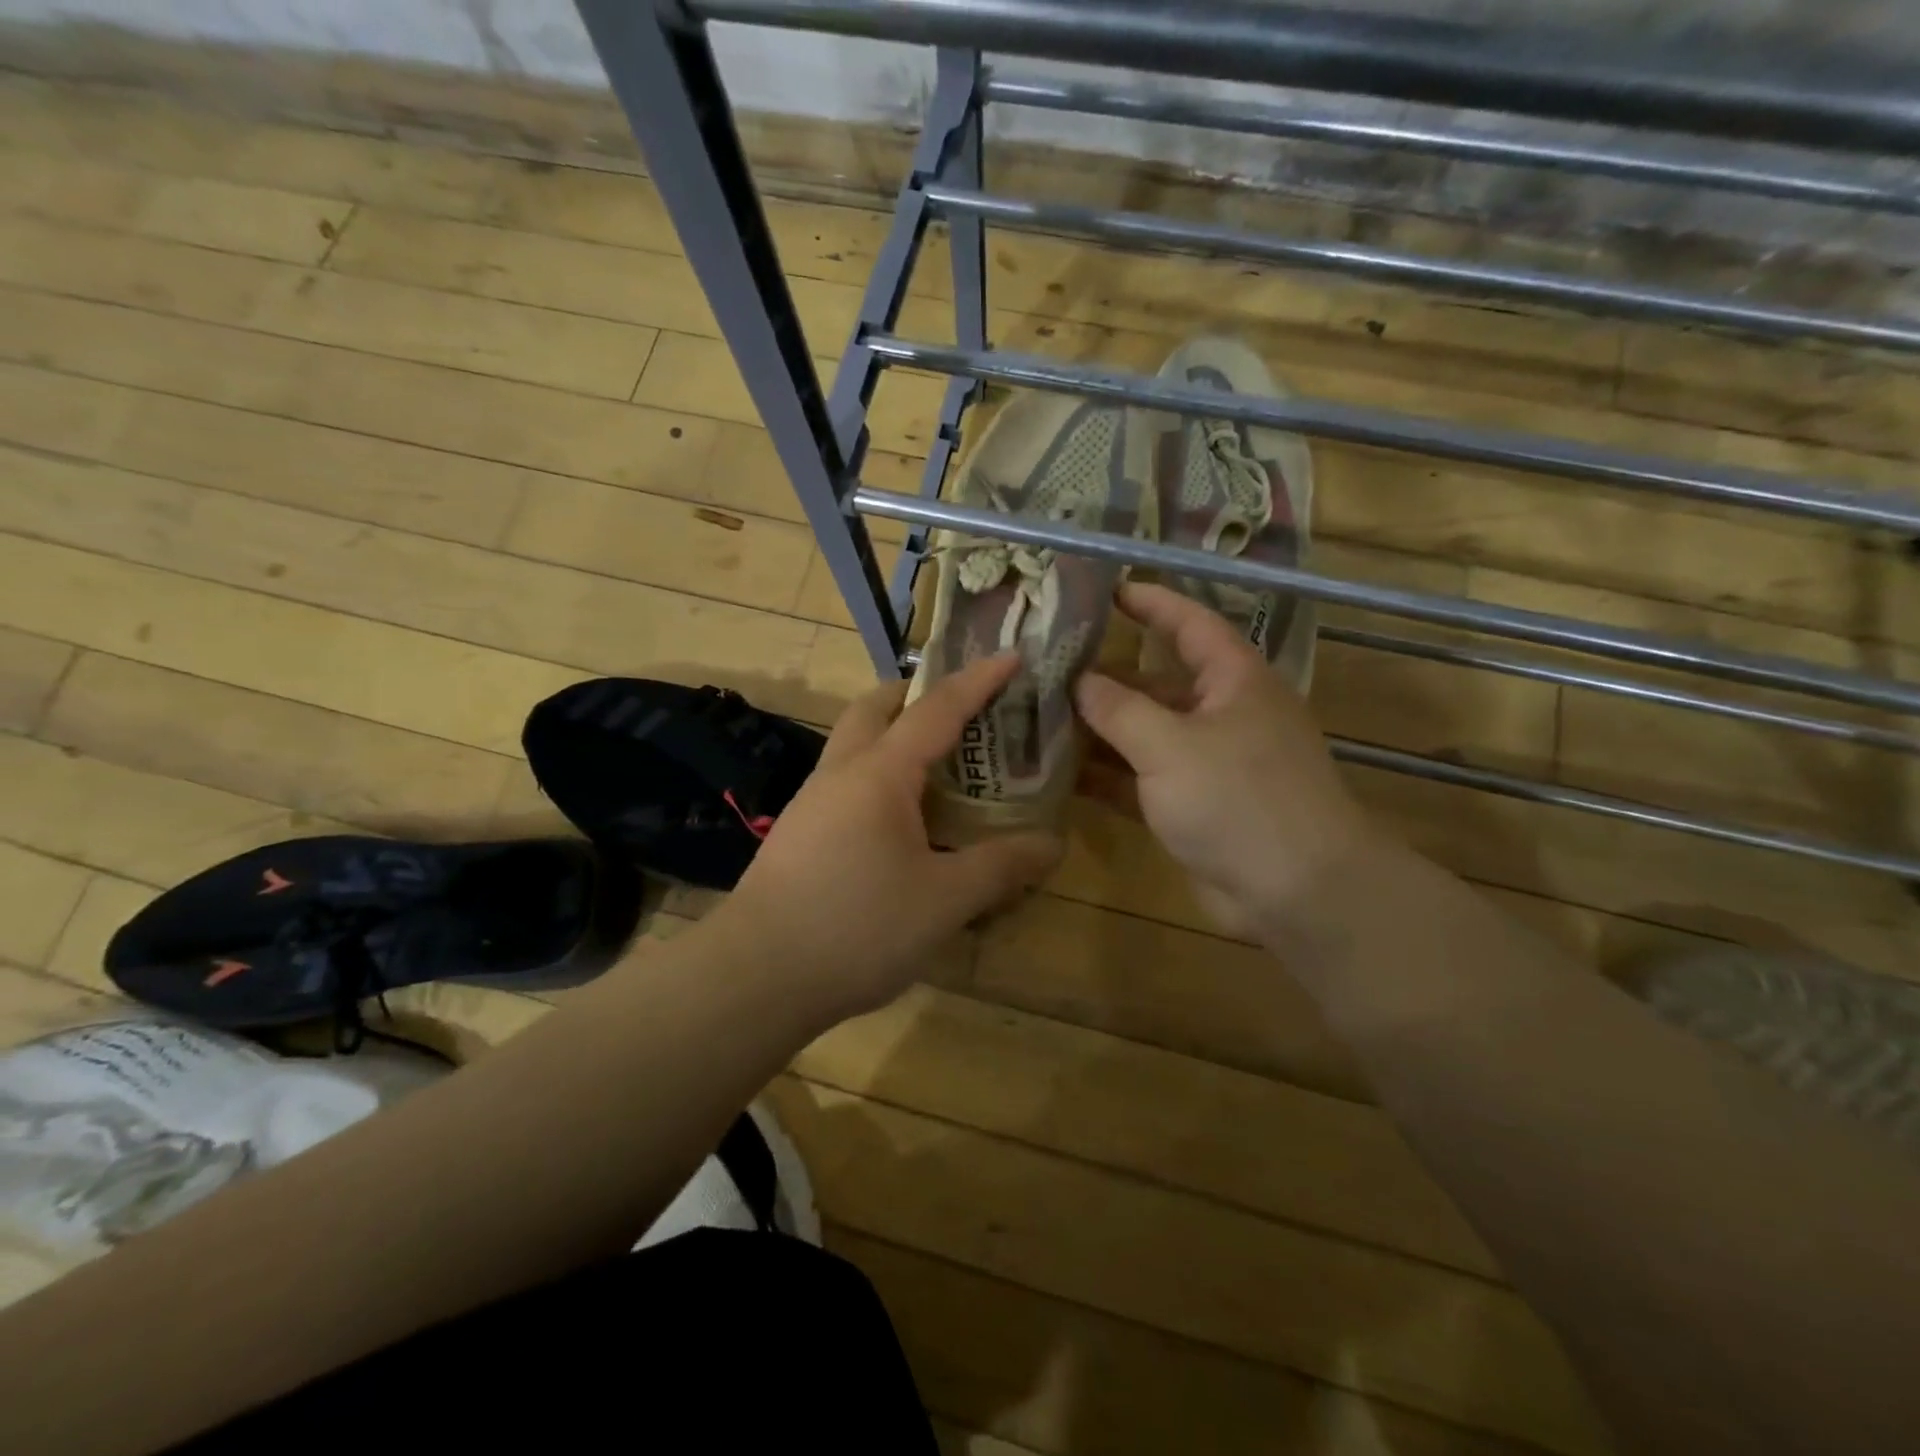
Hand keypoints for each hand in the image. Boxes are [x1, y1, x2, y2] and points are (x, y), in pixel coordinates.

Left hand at [712, 653, 1062, 1025]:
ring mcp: (810, 803)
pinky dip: (878, 777)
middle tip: (959, 708)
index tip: (1011, 656)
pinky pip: (844, 784)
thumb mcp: (945, 900)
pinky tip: (898, 822)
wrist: (755, 977)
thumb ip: (1001, 867)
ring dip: (893, 736)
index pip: (937, 709)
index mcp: (879, 773)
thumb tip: (1051, 844)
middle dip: (917, 694)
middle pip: (875, 709)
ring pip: (853, 745)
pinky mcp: (797, 835)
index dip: (978, 681)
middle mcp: (840, 773)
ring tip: (937, 767)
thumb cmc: (857, 927)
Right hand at [1073, 583, 1374, 941]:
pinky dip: (1107, 776)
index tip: (1105, 591)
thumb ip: (1118, 709)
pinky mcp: (1193, 806)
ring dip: (1098, 732)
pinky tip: (1060, 775)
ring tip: (1039, 721)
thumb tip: (1079, 680)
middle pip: (1154, 684)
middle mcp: (1221, 714)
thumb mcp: (1170, 745)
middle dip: (1104, 679)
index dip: (1150, 603)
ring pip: (1143, 735)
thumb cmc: (1238, 798)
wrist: (1296, 891)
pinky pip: (1142, 780)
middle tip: (1044, 671)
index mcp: (1232, 681)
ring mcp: (1207, 763)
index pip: (1188, 624)